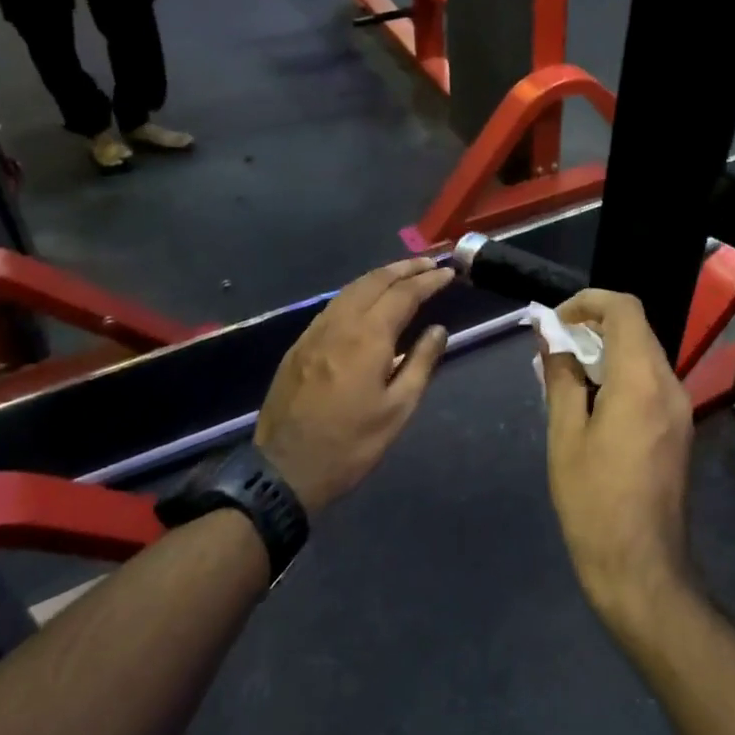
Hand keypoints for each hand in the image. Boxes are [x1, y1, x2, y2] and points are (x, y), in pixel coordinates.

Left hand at [254, 257, 454, 514]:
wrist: (285, 470)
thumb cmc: (350, 444)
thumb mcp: (397, 410)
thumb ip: (420, 363)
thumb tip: (438, 329)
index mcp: (368, 337)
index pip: (404, 294)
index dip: (429, 281)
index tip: (449, 273)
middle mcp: (340, 323)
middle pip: (375, 281)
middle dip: (405, 269)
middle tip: (430, 264)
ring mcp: (315, 331)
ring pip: (351, 289)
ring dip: (381, 276)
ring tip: (404, 274)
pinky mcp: (299, 345)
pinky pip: (334, 305)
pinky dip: (358, 292)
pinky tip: (367, 300)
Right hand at [541, 290, 696, 623]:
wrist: (642, 569)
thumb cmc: (594, 502)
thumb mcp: (565, 436)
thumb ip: (561, 377)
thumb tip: (551, 339)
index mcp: (641, 381)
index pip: (625, 309)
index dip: (588, 302)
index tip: (556, 322)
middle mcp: (669, 385)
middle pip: (637, 330)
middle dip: (594, 327)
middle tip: (554, 349)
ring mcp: (680, 409)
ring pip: (644, 355)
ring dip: (607, 352)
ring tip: (567, 376)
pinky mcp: (679, 429)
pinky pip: (650, 382)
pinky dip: (621, 375)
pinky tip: (591, 402)